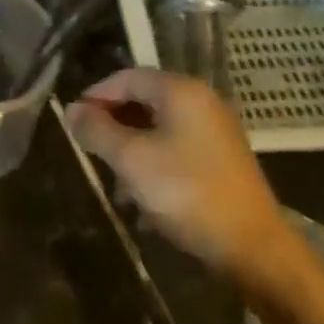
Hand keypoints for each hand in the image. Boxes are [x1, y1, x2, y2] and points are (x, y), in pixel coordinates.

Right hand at [65, 69, 292, 290]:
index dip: (96, 95)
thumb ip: (97, 130)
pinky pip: (176, 151)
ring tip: (116, 187)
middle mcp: (202, 103)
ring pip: (159, 130)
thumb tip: (71, 110)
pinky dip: (154, 167)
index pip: (128, 77)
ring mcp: (215, 133)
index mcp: (181, 92)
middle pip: (144, 102)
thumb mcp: (131, 159)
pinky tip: (143, 202)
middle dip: (113, 127)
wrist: (251, 246)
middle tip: (91, 152)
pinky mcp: (222, 161)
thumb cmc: (186, 192)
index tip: (74, 121)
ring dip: (131, 152)